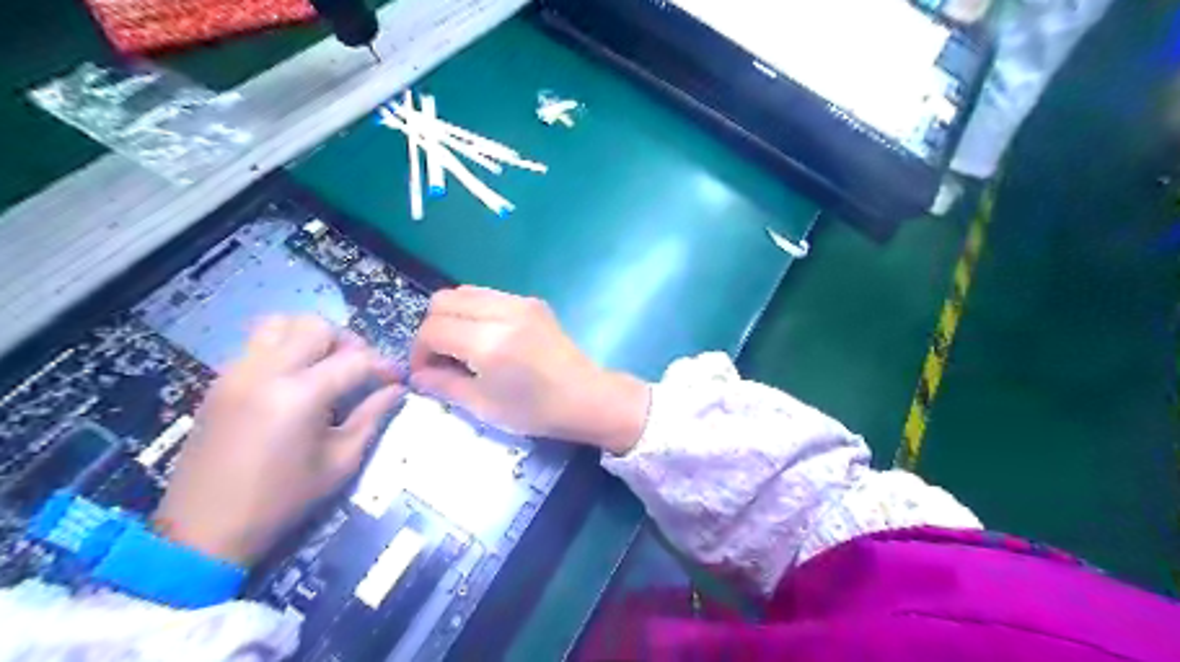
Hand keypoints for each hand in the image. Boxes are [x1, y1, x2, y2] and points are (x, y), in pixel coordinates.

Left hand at [153, 315, 402, 562]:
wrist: (203, 531)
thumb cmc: (282, 500)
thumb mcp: (340, 462)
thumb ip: (372, 417)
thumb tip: (395, 390)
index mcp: (299, 395)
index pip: (354, 360)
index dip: (383, 365)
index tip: (397, 379)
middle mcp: (265, 371)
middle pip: (316, 327)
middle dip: (348, 343)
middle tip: (361, 370)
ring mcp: (236, 372)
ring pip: (281, 324)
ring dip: (311, 337)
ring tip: (326, 366)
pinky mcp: (220, 381)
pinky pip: (258, 343)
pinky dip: (285, 347)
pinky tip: (296, 379)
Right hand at [404, 285, 644, 454]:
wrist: (587, 397)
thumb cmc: (536, 411)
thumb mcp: (483, 406)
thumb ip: (443, 384)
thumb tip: (417, 373)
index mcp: (488, 343)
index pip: (432, 329)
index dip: (419, 350)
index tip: (425, 371)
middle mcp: (502, 312)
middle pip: (443, 300)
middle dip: (431, 327)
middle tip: (440, 356)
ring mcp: (520, 302)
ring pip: (464, 291)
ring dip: (452, 315)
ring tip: (461, 345)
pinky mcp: (532, 302)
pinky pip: (488, 295)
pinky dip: (475, 310)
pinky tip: (485, 337)